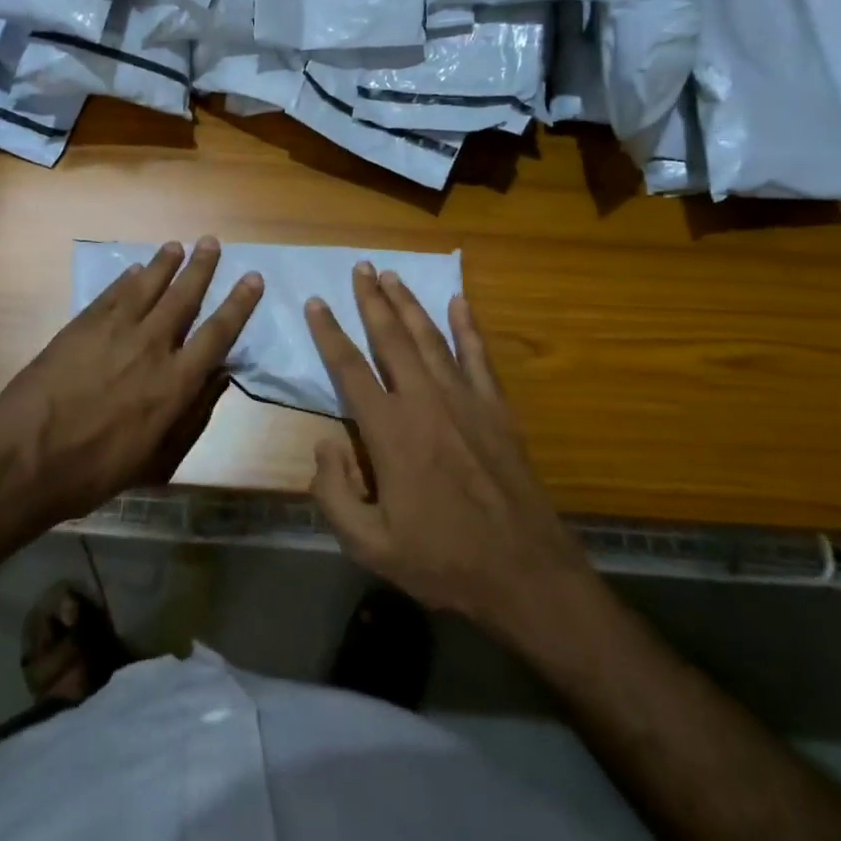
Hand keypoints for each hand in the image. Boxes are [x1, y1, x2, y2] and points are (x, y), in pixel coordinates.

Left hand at [0, 237, 263, 526]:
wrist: (24, 460)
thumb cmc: (96, 471)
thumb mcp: (156, 459)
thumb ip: (193, 414)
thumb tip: (220, 376)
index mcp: (175, 383)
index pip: (218, 333)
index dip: (239, 304)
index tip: (252, 278)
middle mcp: (151, 346)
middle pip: (184, 297)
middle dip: (201, 267)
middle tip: (211, 242)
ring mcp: (114, 331)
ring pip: (147, 286)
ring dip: (164, 264)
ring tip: (177, 246)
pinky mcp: (81, 326)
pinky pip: (111, 294)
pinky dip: (125, 279)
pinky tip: (133, 270)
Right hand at [306, 263, 590, 635]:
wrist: (525, 573)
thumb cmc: (443, 560)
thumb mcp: (370, 546)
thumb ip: (334, 494)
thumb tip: (324, 445)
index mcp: (389, 431)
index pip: (349, 368)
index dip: (329, 332)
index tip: (316, 302)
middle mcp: (424, 401)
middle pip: (391, 337)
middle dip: (372, 299)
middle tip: (360, 267)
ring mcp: (465, 399)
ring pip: (430, 337)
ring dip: (409, 303)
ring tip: (392, 275)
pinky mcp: (497, 408)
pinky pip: (479, 355)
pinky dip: (468, 326)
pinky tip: (459, 301)